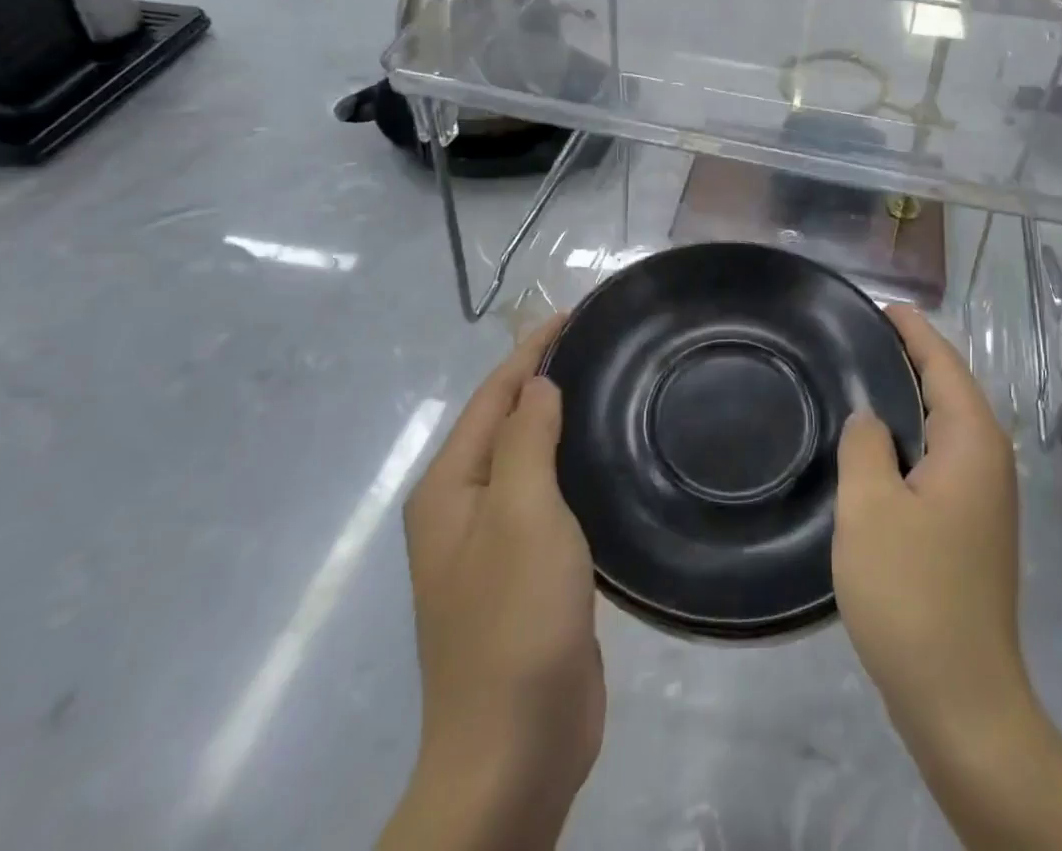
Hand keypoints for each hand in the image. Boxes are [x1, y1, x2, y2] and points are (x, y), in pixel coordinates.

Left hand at [380, 319, 601, 850]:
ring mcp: (496, 544)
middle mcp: (465, 509)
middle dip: (546, 378)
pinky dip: (574, 464)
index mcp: (451, 489)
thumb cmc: (514, 619)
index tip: (575, 313)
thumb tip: (537, 383)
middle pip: (508, 422)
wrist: (515, 748)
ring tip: (610, 386)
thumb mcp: (523, 514)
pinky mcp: (529, 572)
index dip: (532, 350)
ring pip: (532, 459)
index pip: (494, 396)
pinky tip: (607, 457)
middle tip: (603, 344)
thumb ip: (526, 439)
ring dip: (562, 420)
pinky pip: (551, 497)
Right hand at [835, 310, 1061, 850]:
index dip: (913, 330)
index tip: (880, 305)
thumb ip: (865, 444)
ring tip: (862, 378)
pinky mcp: (972, 526)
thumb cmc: (913, 593)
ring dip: (910, 398)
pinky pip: (940, 456)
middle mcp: (989, 459)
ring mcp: (985, 495)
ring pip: (945, 425)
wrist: (963, 700)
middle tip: (858, 337)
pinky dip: (912, 436)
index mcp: (972, 441)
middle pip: (949, 388)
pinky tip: (878, 446)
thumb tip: (870, 419)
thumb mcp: (870, 508)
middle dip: (910, 357)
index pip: (943, 363)